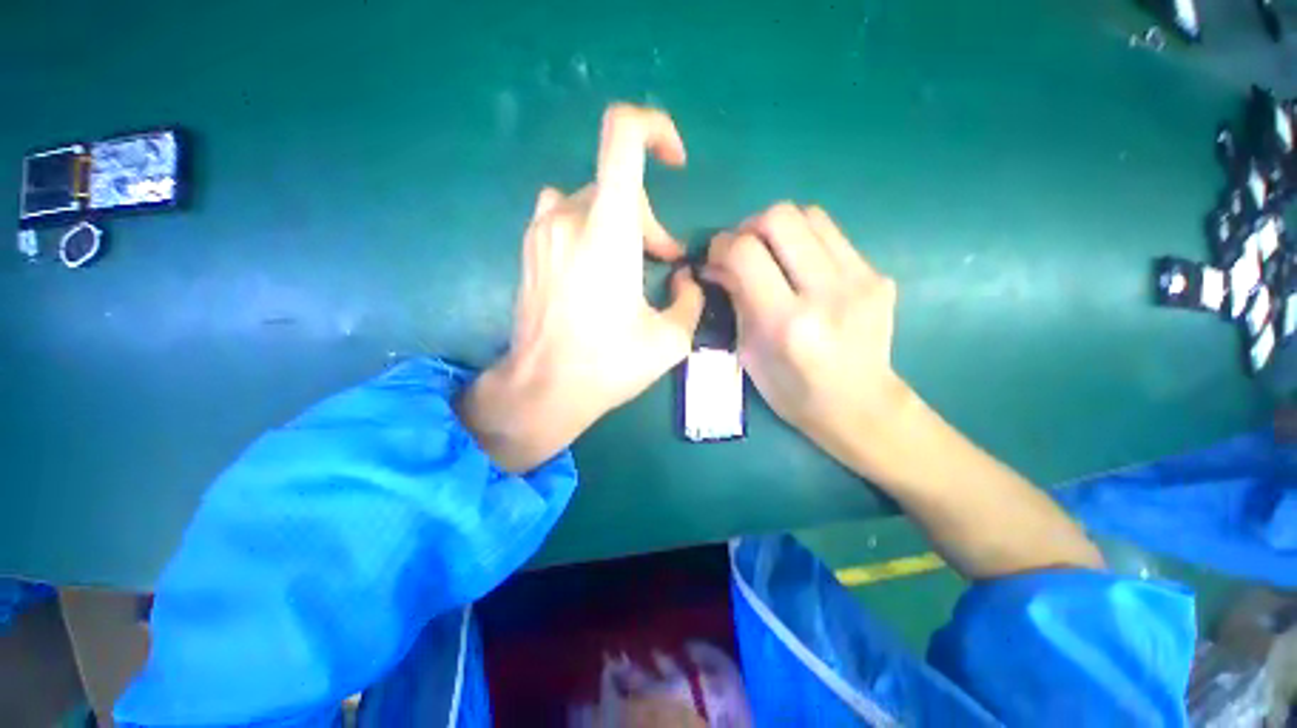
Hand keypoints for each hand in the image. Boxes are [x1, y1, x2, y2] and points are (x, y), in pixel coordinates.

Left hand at [459, 105, 704, 473]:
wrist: (543, 388)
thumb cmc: (608, 365)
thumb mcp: (669, 339)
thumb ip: (690, 300)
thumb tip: (686, 280)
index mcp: (608, 229)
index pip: (623, 135)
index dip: (655, 129)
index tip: (675, 161)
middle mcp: (569, 216)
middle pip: (619, 185)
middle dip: (650, 221)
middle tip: (664, 262)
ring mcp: (542, 230)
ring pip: (592, 200)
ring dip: (620, 224)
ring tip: (629, 267)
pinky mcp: (529, 249)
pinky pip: (565, 215)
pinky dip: (590, 229)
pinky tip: (596, 269)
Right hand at [704, 203, 909, 449]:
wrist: (860, 406)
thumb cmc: (792, 392)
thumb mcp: (749, 353)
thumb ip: (735, 301)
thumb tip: (718, 263)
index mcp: (786, 323)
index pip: (745, 253)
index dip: (722, 245)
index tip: (715, 258)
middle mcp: (825, 293)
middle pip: (780, 217)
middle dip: (749, 226)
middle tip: (742, 249)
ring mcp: (860, 280)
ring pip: (810, 214)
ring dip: (779, 227)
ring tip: (770, 253)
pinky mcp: (878, 275)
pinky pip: (832, 234)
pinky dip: (806, 240)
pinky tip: (800, 267)